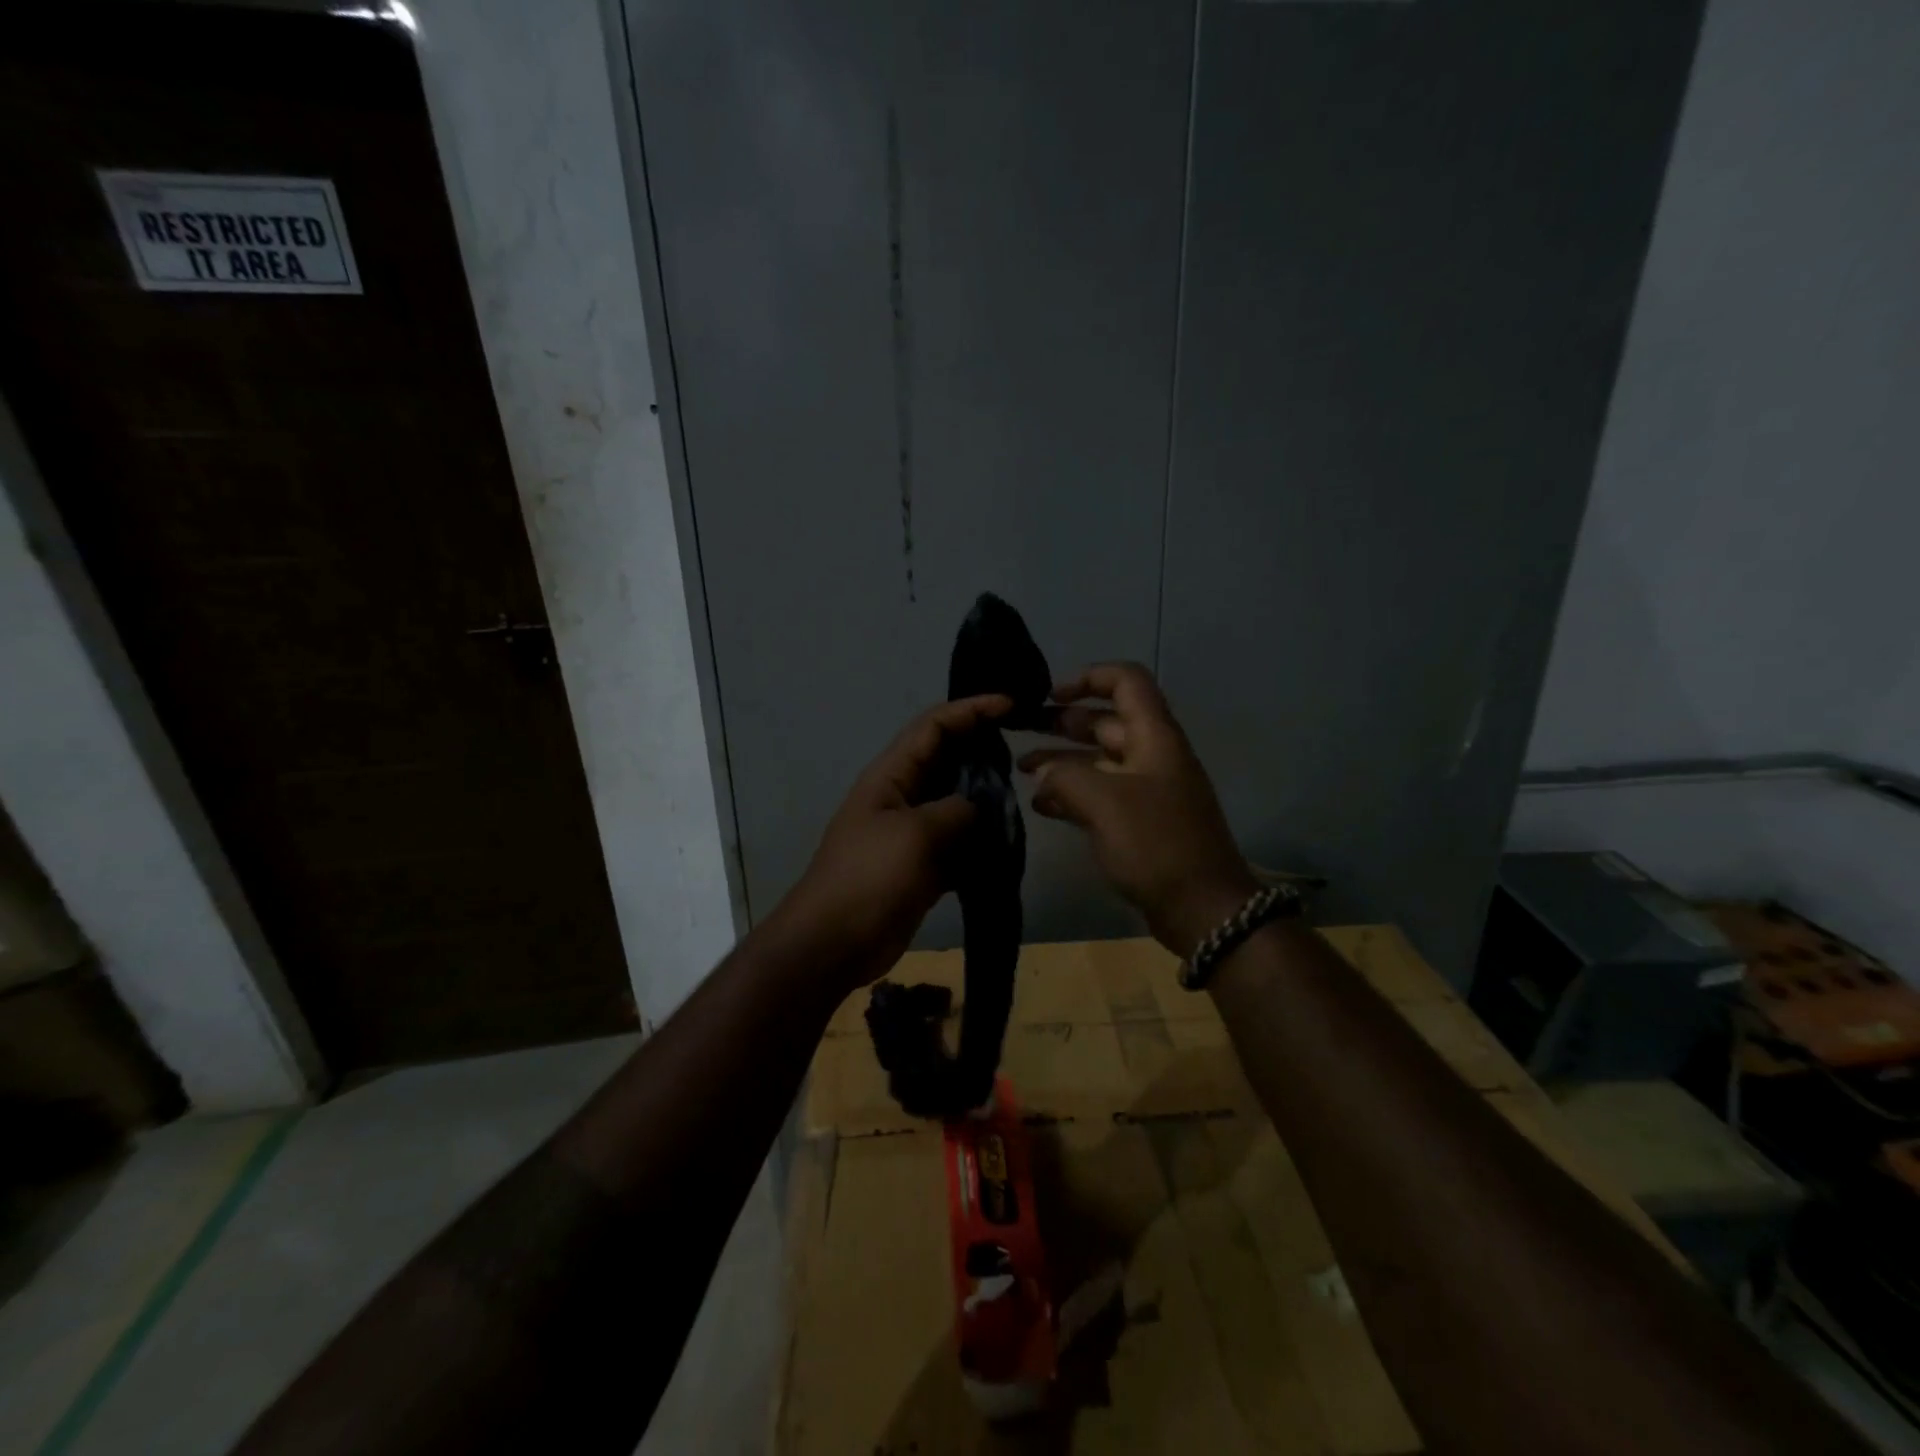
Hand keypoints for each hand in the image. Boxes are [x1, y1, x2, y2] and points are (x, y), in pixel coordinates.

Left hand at [773, 694, 1012, 991]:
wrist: (834, 943)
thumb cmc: (869, 877)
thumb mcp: (916, 834)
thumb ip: (956, 811)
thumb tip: (978, 809)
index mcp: (892, 775)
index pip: (934, 725)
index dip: (971, 709)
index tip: (1011, 705)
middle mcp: (902, 795)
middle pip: (948, 759)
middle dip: (983, 751)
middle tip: (1025, 753)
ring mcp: (911, 831)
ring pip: (956, 802)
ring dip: (986, 800)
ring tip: (1023, 800)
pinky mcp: (921, 864)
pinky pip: (957, 841)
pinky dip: (980, 841)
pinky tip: (1007, 845)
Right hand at [1020, 663, 1255, 957]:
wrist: (1202, 908)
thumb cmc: (1156, 844)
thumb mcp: (1104, 801)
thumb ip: (1065, 777)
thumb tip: (1044, 774)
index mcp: (1154, 737)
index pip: (1126, 681)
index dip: (1088, 678)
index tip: (1049, 694)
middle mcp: (1152, 756)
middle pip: (1106, 722)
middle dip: (1062, 721)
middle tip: (1020, 729)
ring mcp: (1147, 790)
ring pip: (1099, 760)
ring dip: (1061, 760)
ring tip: (1021, 769)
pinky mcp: (1140, 822)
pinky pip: (1102, 794)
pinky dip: (1072, 793)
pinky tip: (1042, 805)